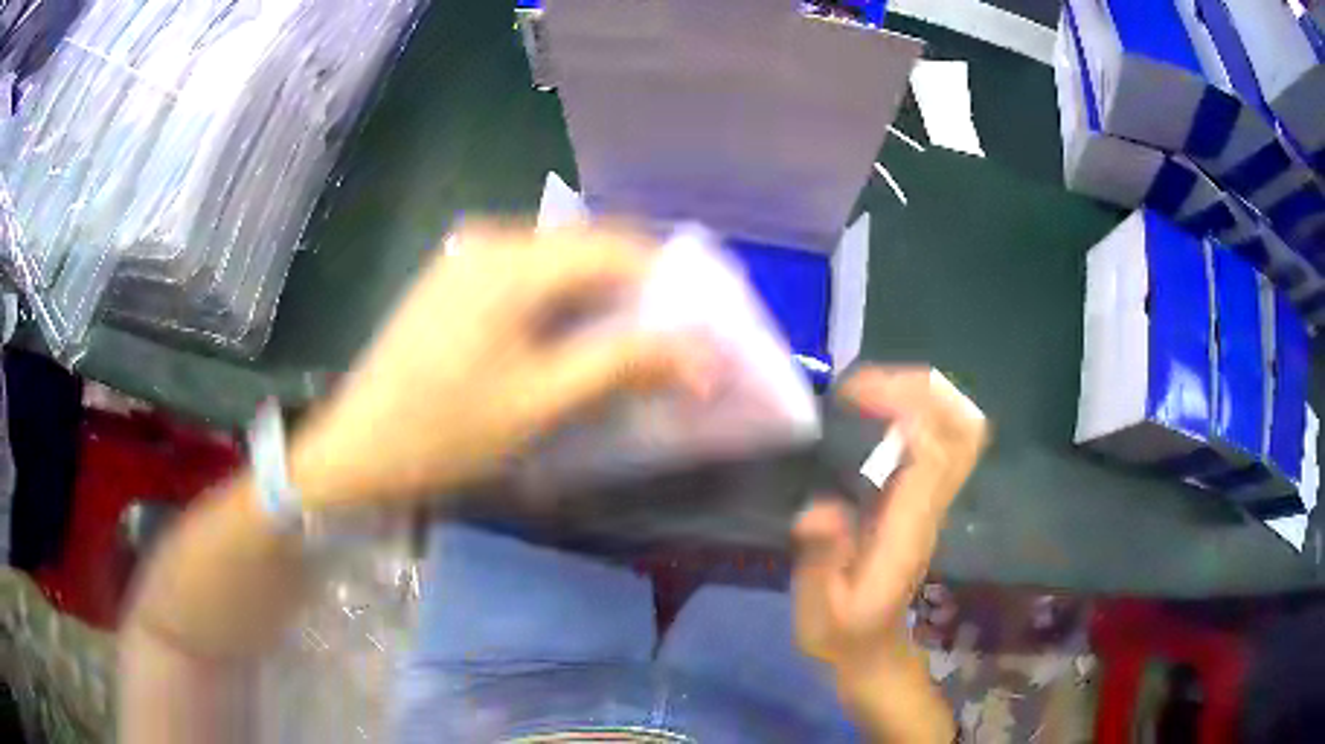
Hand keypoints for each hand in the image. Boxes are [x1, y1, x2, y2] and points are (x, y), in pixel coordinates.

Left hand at [291, 224, 704, 509]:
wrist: (356, 449)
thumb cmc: (445, 432)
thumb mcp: (540, 403)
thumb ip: (623, 365)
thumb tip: (703, 357)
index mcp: (511, 263)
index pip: (615, 248)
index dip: (667, 285)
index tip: (697, 330)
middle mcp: (490, 239)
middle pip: (587, 248)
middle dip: (636, 292)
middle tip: (667, 343)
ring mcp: (465, 255)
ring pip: (558, 261)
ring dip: (599, 297)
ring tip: (625, 347)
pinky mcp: (453, 278)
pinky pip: (526, 274)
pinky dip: (561, 300)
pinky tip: (567, 339)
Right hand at [793, 366, 986, 680]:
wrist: (871, 652)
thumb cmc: (842, 633)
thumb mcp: (820, 612)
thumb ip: (822, 562)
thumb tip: (818, 509)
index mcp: (909, 527)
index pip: (934, 449)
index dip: (904, 405)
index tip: (851, 394)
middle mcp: (931, 504)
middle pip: (962, 427)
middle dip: (922, 389)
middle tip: (865, 384)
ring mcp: (933, 500)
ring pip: (958, 428)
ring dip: (920, 395)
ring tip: (866, 392)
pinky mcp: (923, 499)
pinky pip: (938, 439)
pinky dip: (914, 411)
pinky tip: (872, 413)